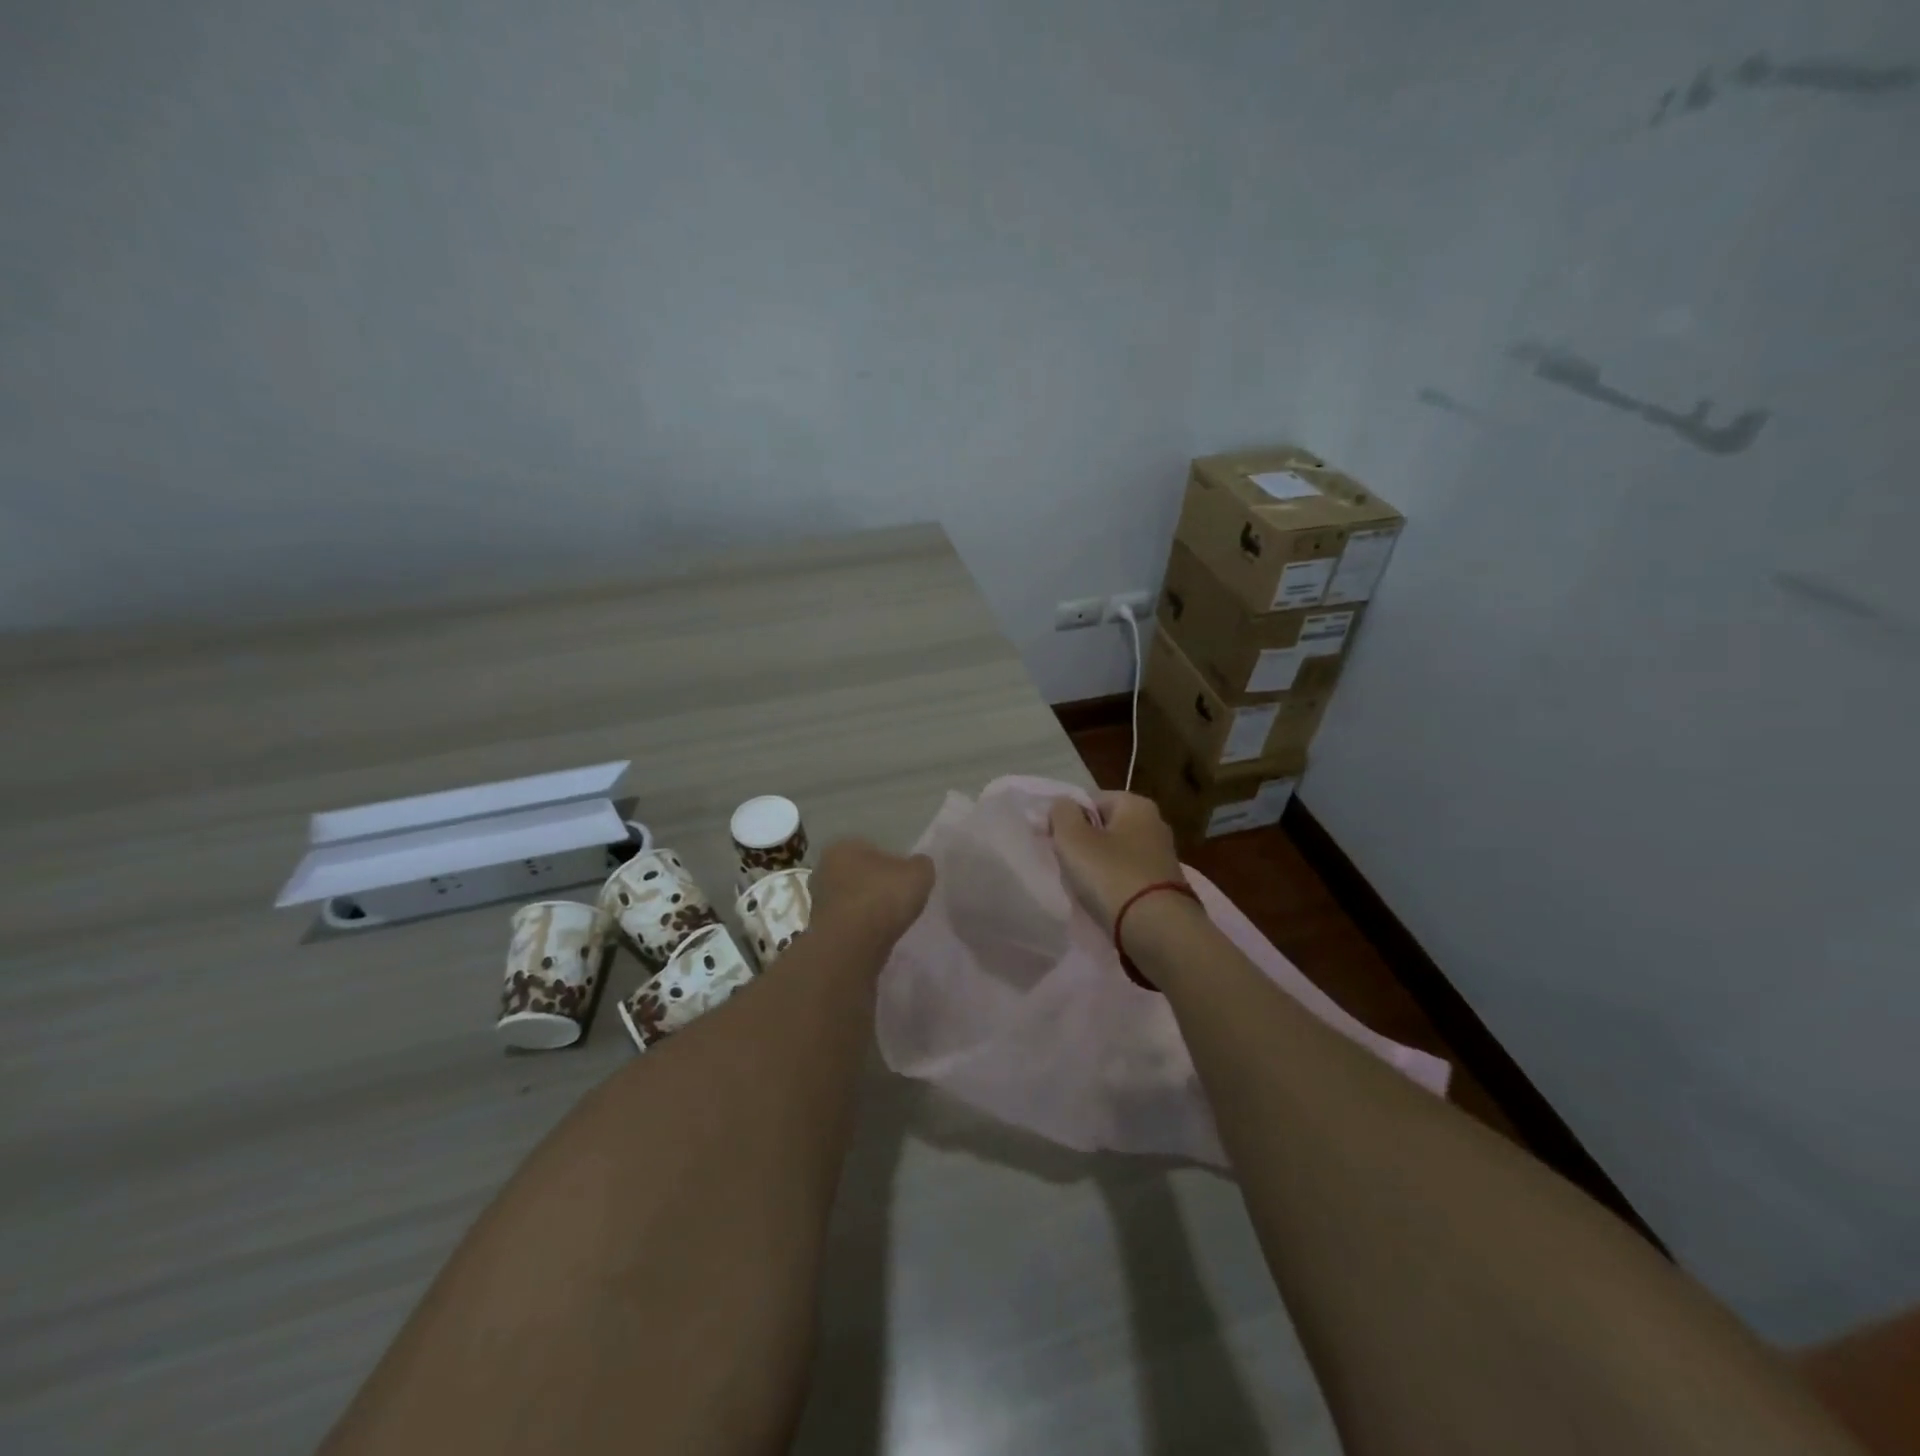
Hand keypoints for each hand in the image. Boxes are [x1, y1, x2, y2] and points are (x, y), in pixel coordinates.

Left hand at [809, 838, 934, 945]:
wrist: (853, 944)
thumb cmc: (883, 896)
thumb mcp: (919, 872)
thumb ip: (920, 865)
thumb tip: (917, 866)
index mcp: (843, 846)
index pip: (870, 848)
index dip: (890, 862)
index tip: (904, 878)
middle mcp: (823, 868)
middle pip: (856, 874)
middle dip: (873, 884)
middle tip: (896, 898)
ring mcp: (818, 900)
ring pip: (849, 898)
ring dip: (865, 908)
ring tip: (889, 921)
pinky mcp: (819, 929)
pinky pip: (846, 922)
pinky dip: (859, 927)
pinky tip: (875, 935)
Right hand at [1047, 792, 1185, 929]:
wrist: (1158, 931)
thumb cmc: (1111, 876)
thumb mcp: (1073, 839)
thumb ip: (1061, 813)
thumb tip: (1062, 805)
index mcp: (1136, 804)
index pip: (1090, 801)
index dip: (1067, 820)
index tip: (1054, 844)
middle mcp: (1155, 824)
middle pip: (1103, 828)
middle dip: (1082, 846)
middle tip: (1067, 867)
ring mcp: (1162, 857)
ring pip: (1114, 855)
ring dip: (1097, 870)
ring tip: (1083, 889)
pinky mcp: (1165, 886)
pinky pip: (1127, 879)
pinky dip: (1113, 888)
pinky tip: (1104, 903)